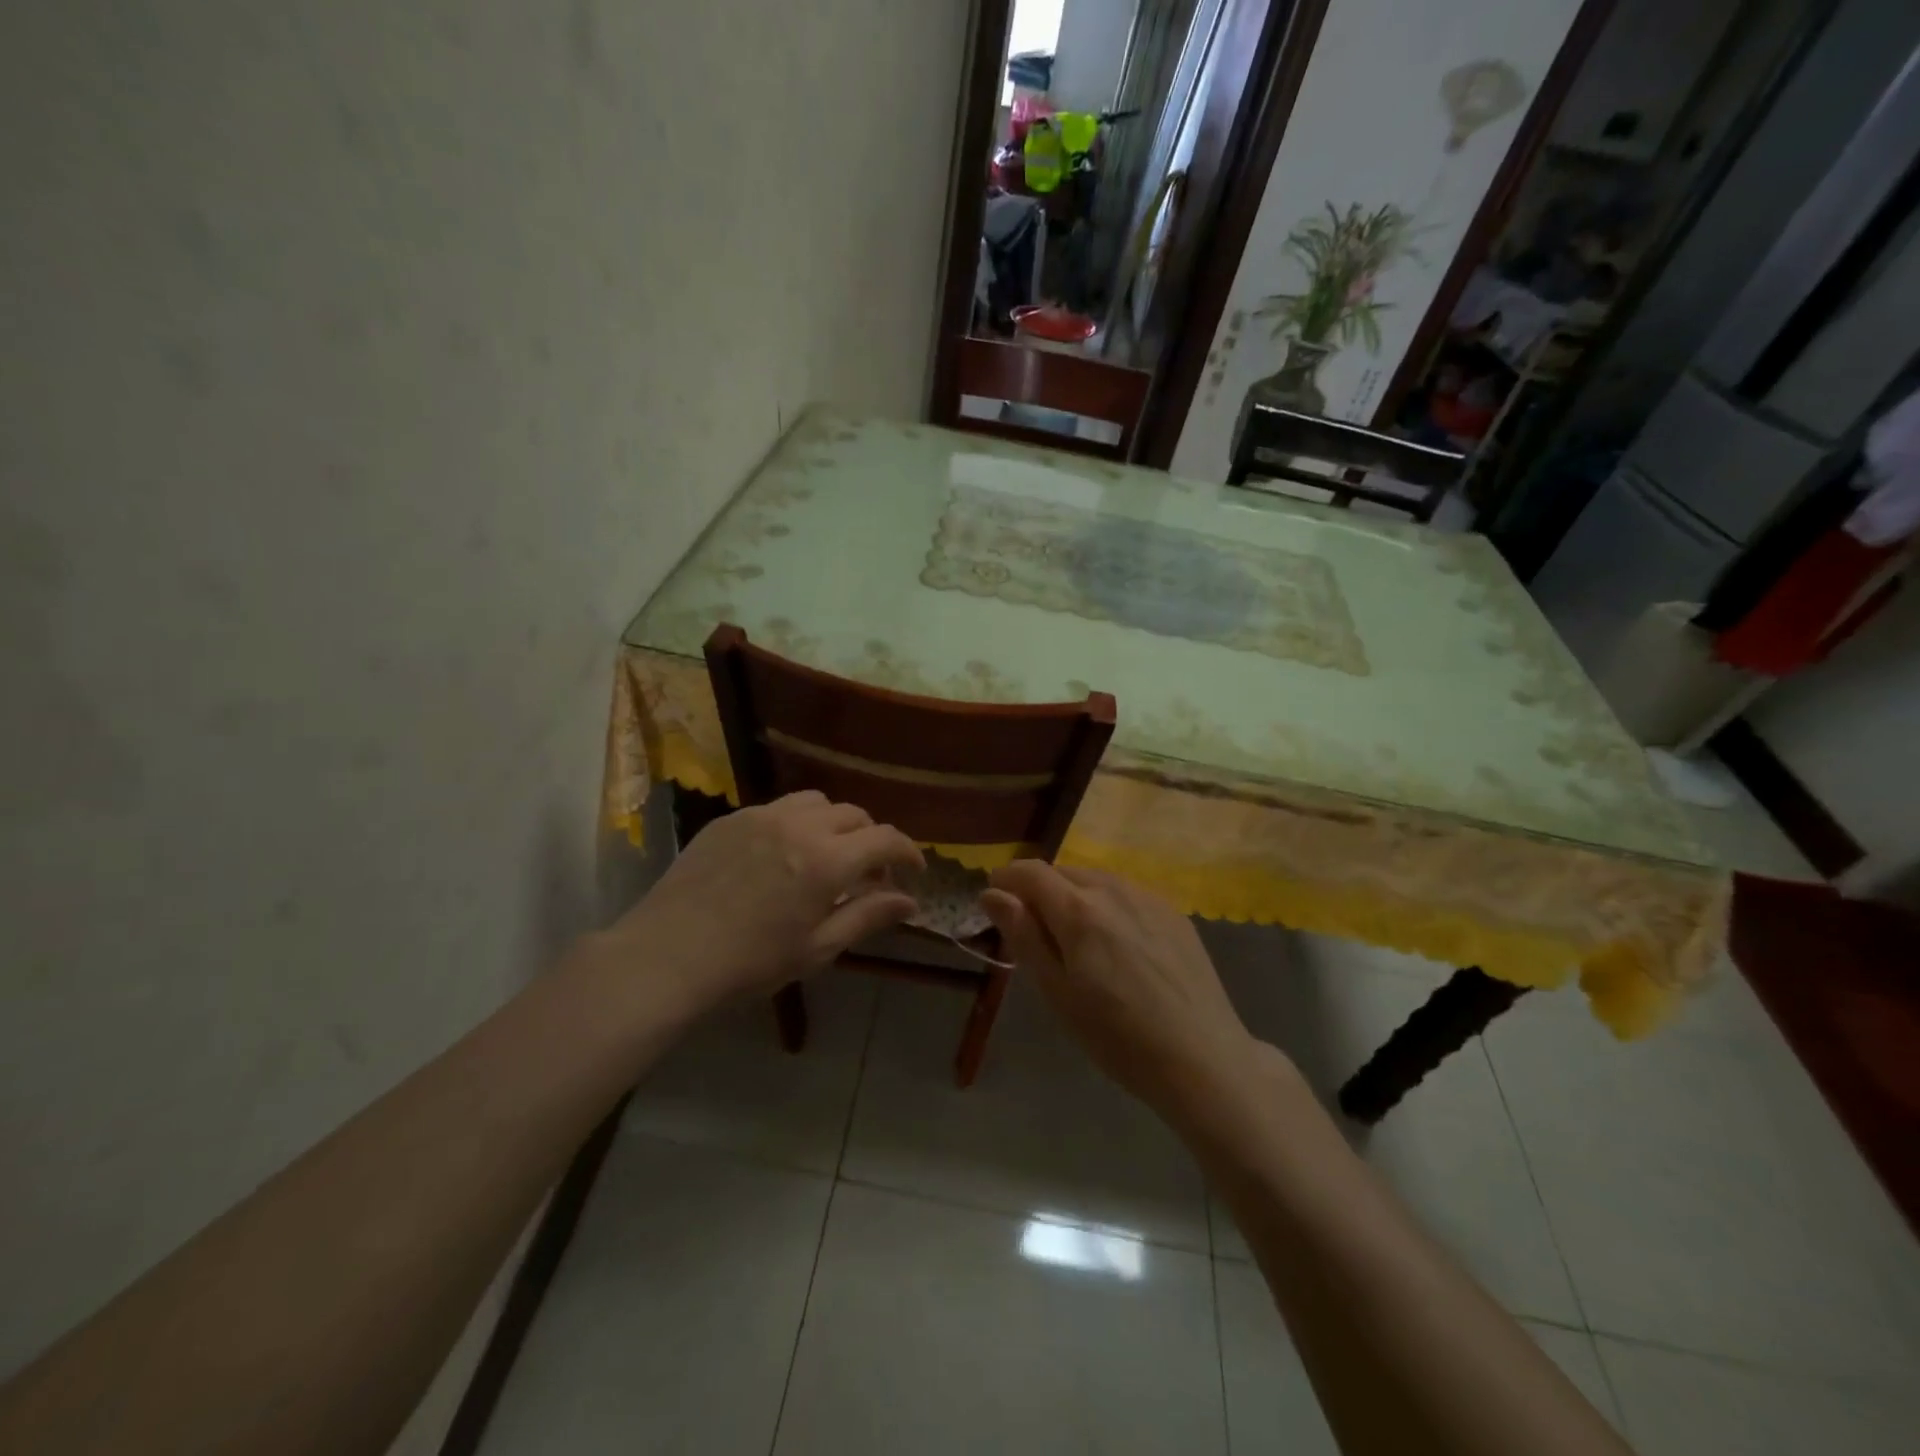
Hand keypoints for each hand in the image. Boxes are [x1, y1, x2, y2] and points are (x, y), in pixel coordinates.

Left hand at [598, 791, 923, 1020]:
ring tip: (826, 855)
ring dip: (834, 824)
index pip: (886, 839)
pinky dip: (795, 824)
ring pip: (816, 802)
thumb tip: (910, 901)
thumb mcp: (817, 949)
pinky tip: (781, 855)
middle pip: (854, 815)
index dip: (908, 851)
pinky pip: (777, 808)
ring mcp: (761, 816)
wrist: (666, 957)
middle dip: (871, 839)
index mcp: (827, 860)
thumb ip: (868, 916)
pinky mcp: (730, 818)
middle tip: (868, 873)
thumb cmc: (750, 965)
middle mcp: (799, 825)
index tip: (913, 870)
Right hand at [981, 862, 1263, 1119]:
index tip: (994, 903)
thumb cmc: (1118, 1036)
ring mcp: (1148, 897)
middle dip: (1038, 891)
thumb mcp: (1058, 993)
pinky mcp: (1174, 912)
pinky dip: (1106, 905)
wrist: (1203, 1058)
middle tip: (1033, 932)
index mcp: (1079, 910)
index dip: (1005, 879)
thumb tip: (992, 893)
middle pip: (1062, 872)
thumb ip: (1024, 935)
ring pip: (1095, 879)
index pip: (1030, 872)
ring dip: (1073, 895)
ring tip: (1074, 939)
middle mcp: (1113, 889)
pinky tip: (1116, 943)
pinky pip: (1126, 893)